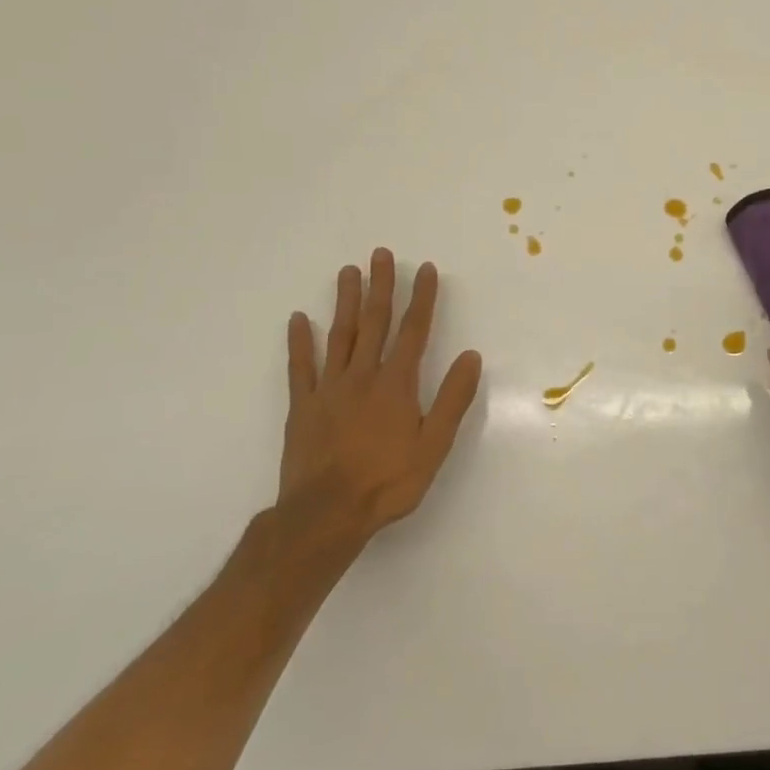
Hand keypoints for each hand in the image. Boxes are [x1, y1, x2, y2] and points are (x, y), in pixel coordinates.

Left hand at [277, 249, 482, 563]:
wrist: (326, 514)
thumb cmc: (388, 482)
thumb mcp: (434, 445)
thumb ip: (452, 399)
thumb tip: (471, 356)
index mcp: (397, 384)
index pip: (414, 332)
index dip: (422, 298)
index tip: (426, 270)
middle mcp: (363, 376)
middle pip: (374, 323)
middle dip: (381, 287)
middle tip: (381, 254)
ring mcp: (329, 389)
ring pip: (339, 336)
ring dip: (345, 302)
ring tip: (348, 271)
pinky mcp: (303, 406)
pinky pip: (301, 367)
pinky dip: (300, 342)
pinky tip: (299, 319)